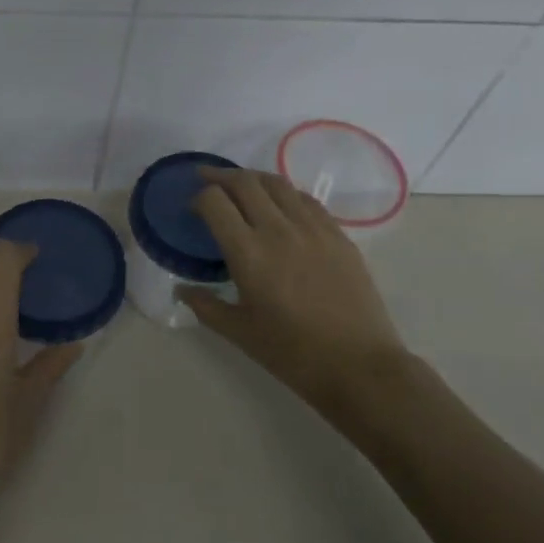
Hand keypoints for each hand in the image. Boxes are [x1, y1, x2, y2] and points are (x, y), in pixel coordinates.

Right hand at [178, 169, 416, 427]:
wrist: (361, 366)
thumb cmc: (294, 354)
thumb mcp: (240, 333)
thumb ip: (206, 306)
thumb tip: (182, 290)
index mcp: (249, 253)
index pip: (215, 201)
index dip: (199, 197)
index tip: (193, 208)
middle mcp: (279, 230)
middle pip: (244, 182)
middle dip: (220, 176)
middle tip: (207, 180)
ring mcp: (313, 228)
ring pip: (277, 183)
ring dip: (253, 179)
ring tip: (241, 185)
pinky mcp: (338, 235)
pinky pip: (306, 200)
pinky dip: (285, 193)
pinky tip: (281, 205)